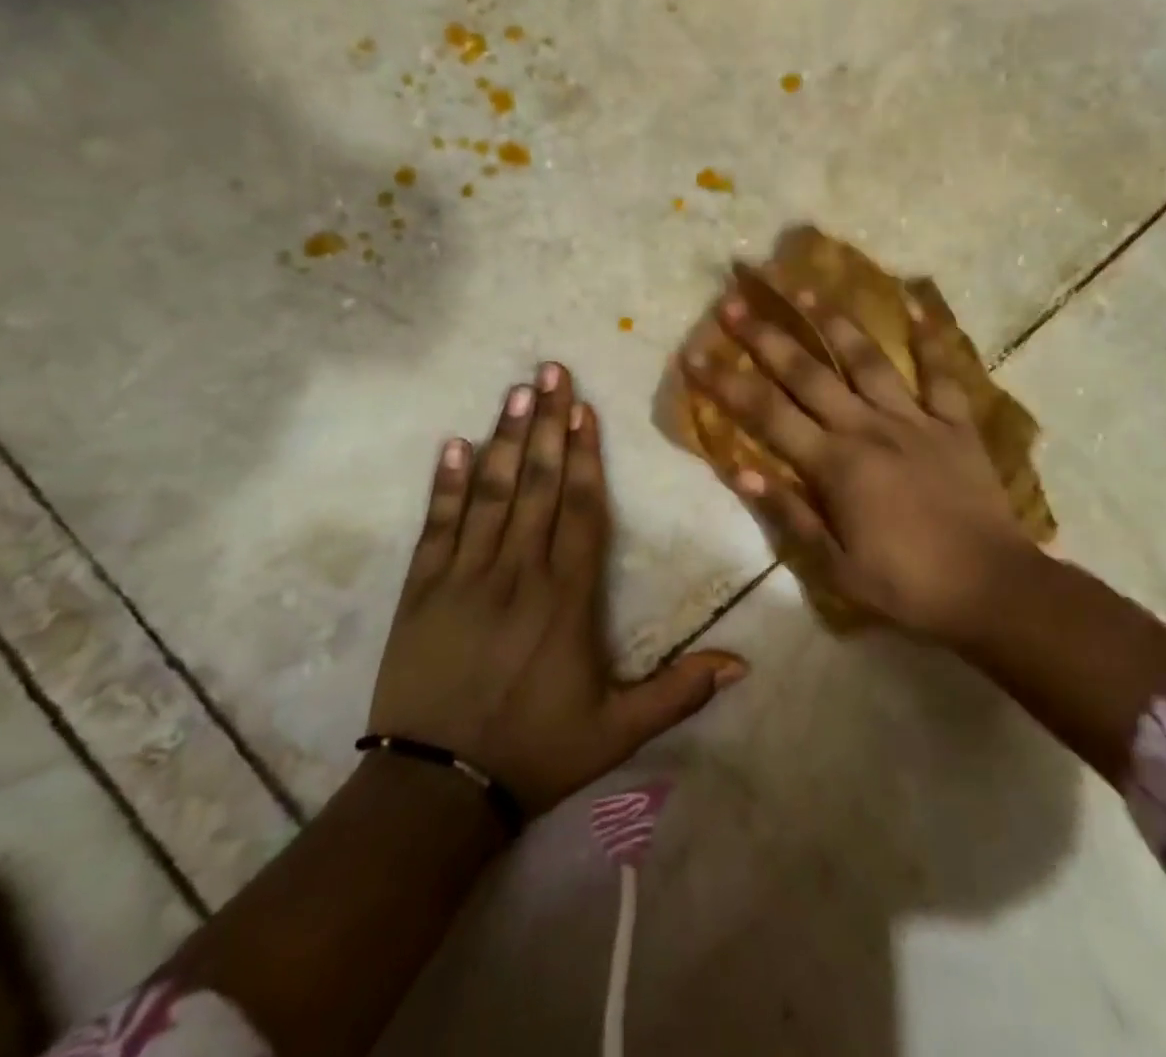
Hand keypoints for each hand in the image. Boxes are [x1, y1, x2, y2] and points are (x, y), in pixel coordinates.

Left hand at [367, 365, 746, 814]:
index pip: (581, 511)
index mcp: (566, 599)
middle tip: (551, 371)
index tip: (585, 410)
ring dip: (502, 438)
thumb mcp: (617, 732)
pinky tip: (451, 444)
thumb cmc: (534, 753)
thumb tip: (743, 665)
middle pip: (535, 484)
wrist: (434, 793)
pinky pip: (435, 526)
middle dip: (546, 424)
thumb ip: (678, 692)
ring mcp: (464, 577)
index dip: (584, 457)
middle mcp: (517, 574)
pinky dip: (443, 484)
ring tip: (515, 391)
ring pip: (488, 494)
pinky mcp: (421, 591)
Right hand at [683, 293, 1043, 644]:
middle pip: (808, 374)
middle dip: (766, 336)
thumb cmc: (906, 584)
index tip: (694, 354)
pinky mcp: (954, 422)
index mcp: (835, 465)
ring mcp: (914, 419)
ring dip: (832, 321)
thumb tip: (740, 469)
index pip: (767, 415)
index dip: (726, 383)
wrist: (990, 587)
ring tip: (804, 286)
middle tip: (735, 302)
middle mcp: (868, 428)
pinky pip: (941, 372)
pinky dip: (930, 337)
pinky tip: (915, 302)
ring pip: (866, 359)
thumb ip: (789, 514)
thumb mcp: (836, 566)